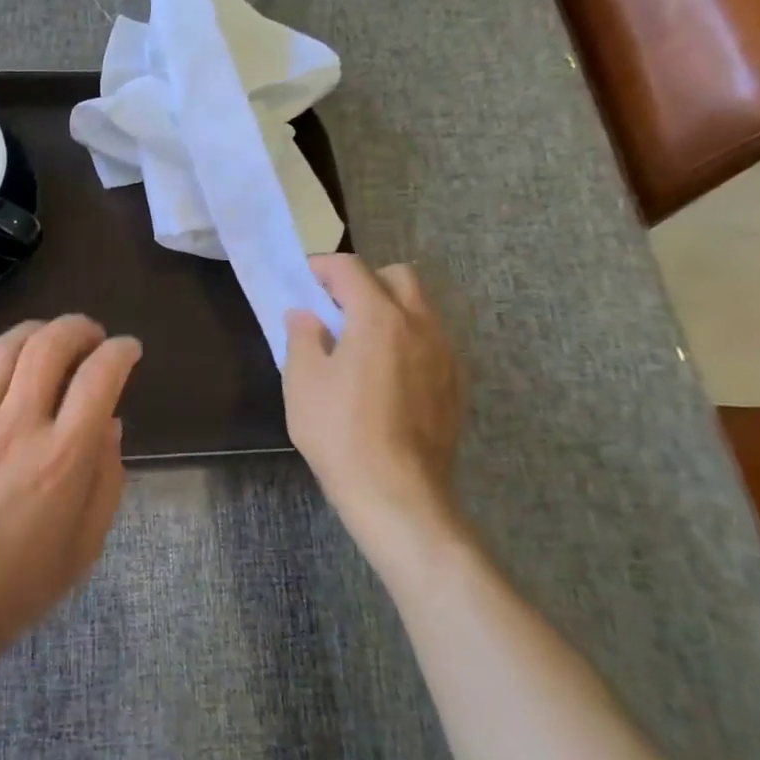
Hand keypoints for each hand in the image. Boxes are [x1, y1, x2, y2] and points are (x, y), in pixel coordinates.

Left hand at [0, 315, 142, 669]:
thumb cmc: (21, 583)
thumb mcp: (86, 542)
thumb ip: (106, 477)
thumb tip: (109, 423)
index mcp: (63, 457)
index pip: (100, 377)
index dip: (121, 352)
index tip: (128, 349)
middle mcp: (18, 426)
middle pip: (51, 346)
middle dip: (79, 328)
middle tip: (91, 336)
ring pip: (5, 349)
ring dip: (35, 331)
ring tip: (49, 338)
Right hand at [284, 255, 466, 579]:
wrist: (396, 492)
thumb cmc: (339, 432)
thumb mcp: (303, 382)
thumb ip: (302, 337)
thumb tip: (305, 316)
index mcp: (379, 317)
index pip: (351, 269)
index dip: (323, 267)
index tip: (304, 280)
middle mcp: (420, 325)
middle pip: (397, 277)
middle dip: (365, 282)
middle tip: (336, 310)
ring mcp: (445, 355)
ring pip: (421, 309)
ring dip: (390, 310)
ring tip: (361, 344)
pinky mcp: (456, 385)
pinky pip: (432, 343)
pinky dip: (408, 341)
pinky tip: (387, 375)